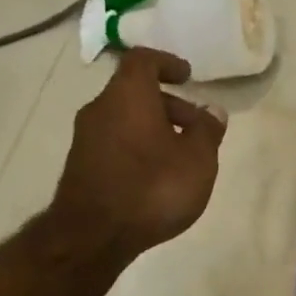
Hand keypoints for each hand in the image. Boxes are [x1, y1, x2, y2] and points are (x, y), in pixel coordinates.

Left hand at [52, 48, 225, 256]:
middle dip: (169, 104)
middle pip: (135, 92)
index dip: (167, 63)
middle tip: (196, 126)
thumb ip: (207, 131)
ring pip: (125, 119)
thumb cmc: (153, 188)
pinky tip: (157, 175)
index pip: (143, 60)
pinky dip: (139, 146)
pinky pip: (116, 142)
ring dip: (154, 128)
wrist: (94, 235)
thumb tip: (213, 111)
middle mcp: (101, 108)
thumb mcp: (197, 160)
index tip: (188, 76)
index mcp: (128, 95)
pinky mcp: (82, 165)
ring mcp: (86, 137)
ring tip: (181, 156)